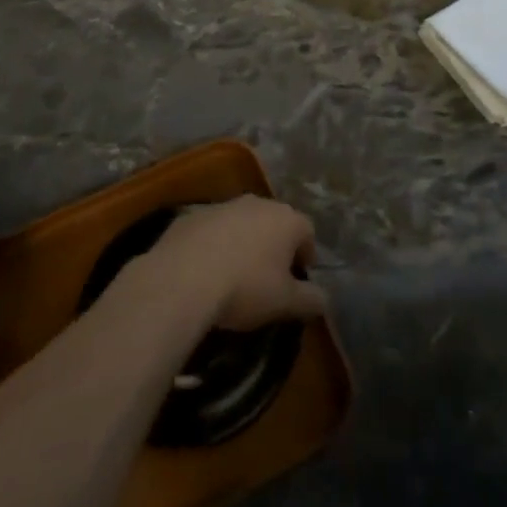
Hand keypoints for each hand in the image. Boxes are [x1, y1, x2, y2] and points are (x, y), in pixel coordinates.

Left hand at [143, 196, 325, 331]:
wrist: (182, 279)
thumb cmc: (245, 288)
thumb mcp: (285, 303)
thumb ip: (311, 300)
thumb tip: (324, 300)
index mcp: (286, 219)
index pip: (307, 232)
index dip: (306, 255)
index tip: (298, 277)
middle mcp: (257, 203)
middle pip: (274, 222)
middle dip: (274, 245)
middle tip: (267, 277)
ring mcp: (222, 206)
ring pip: (241, 223)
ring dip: (242, 242)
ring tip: (233, 274)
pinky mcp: (191, 215)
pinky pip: (211, 230)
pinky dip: (212, 245)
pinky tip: (203, 271)